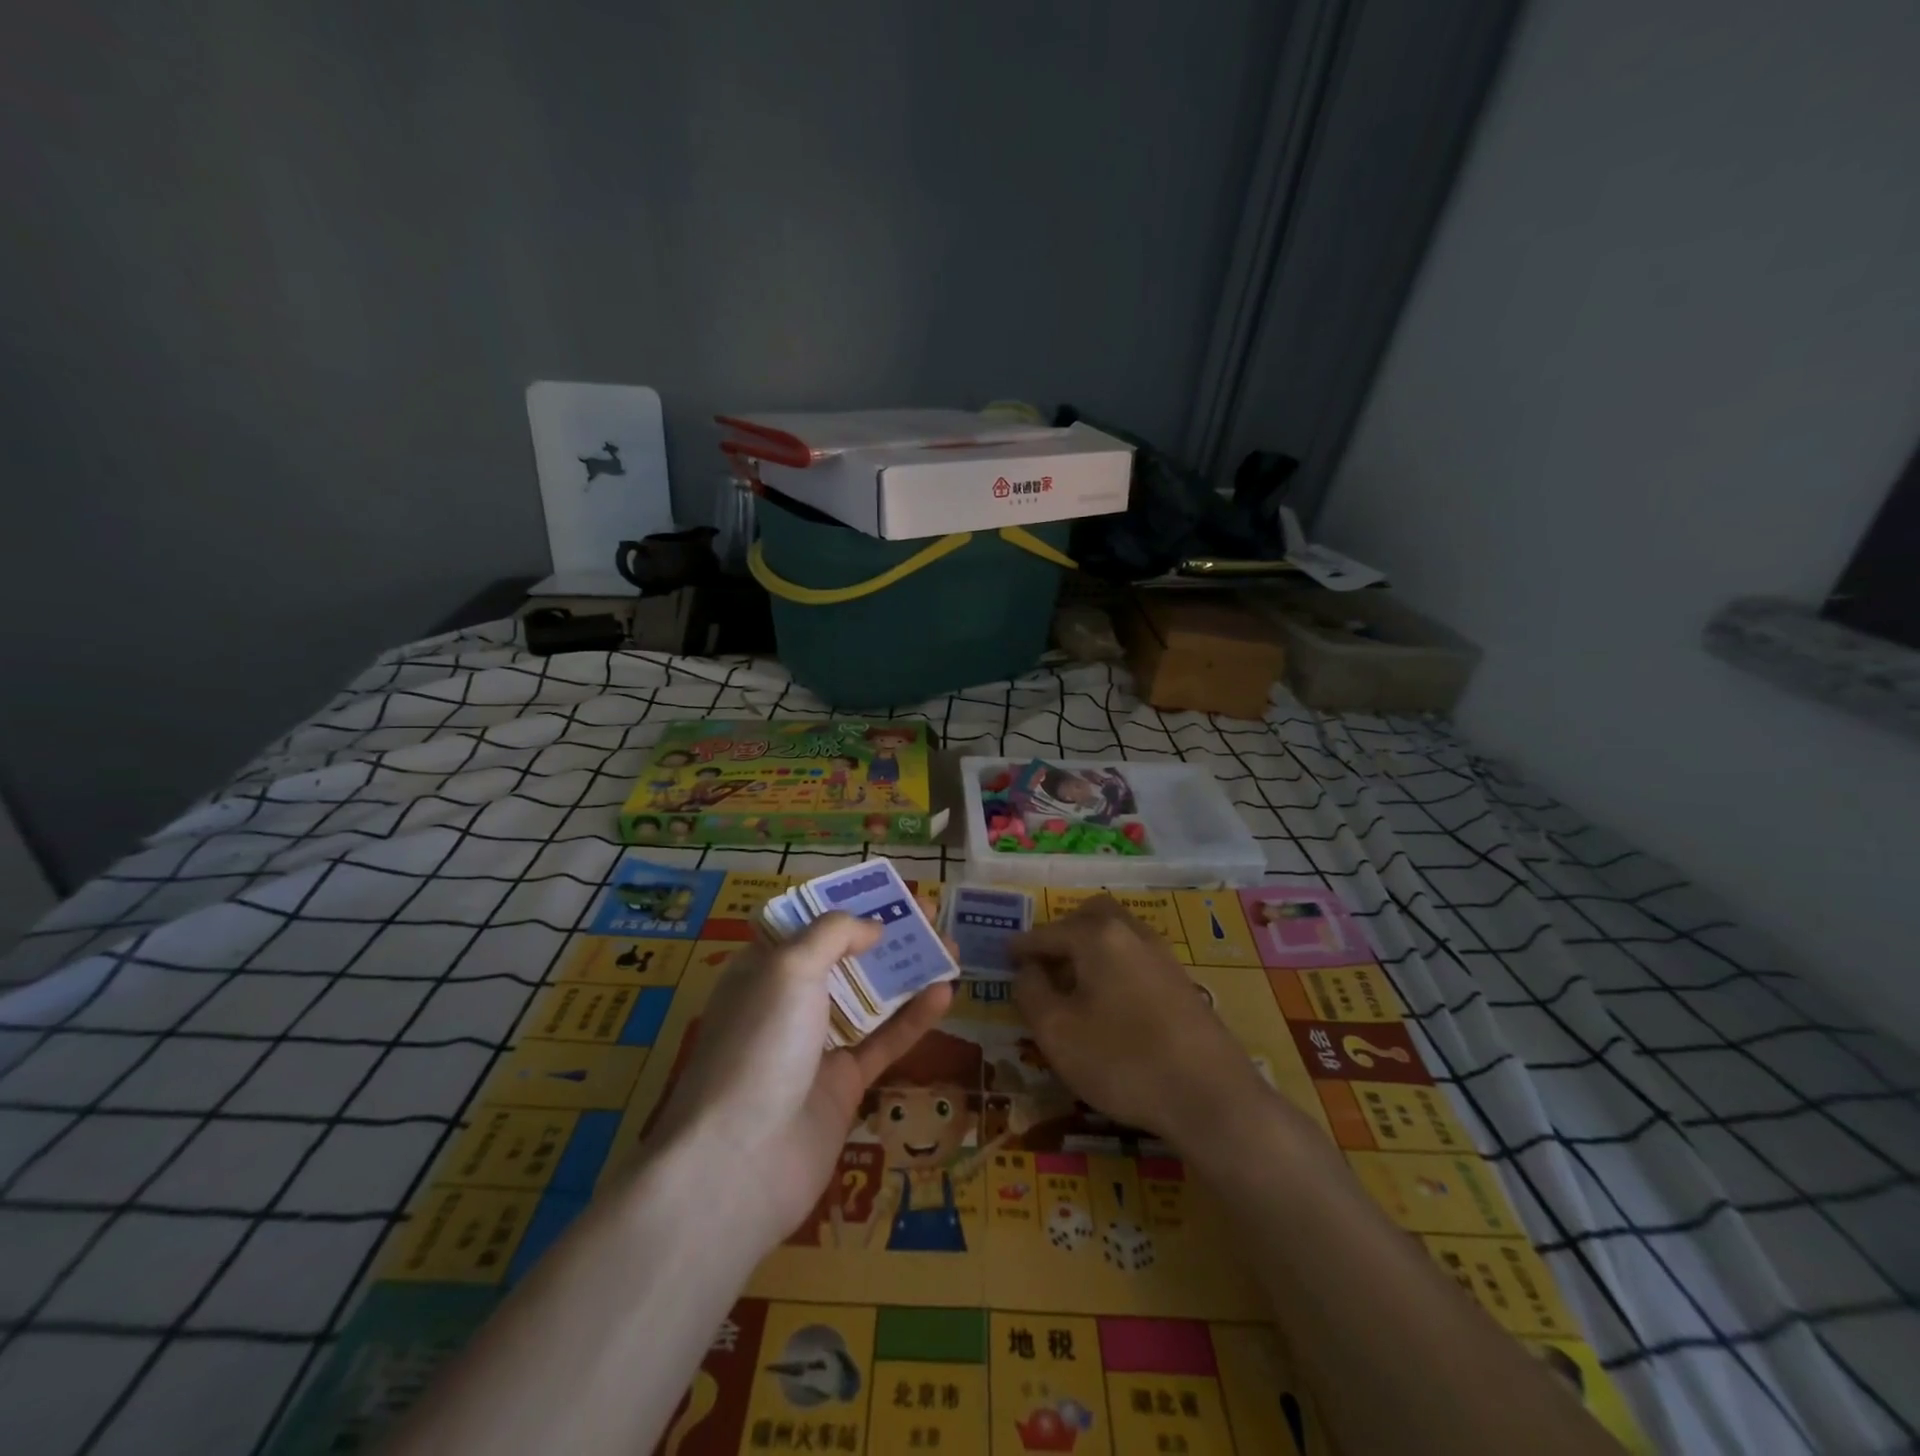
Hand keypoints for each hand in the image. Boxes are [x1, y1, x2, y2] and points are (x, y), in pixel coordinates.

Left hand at [649, 913, 951, 1250]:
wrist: (742, 1162)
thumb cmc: (760, 1044)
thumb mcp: (789, 967)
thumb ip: (834, 934)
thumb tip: (872, 928)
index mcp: (762, 969)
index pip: (807, 925)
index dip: (846, 905)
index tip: (885, 891)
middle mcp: (788, 1003)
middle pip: (845, 958)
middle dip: (886, 933)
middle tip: (931, 913)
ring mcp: (816, 1045)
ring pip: (870, 998)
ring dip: (908, 971)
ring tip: (951, 945)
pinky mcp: (843, 1085)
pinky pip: (883, 1041)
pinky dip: (912, 1018)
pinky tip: (945, 992)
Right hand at [1010, 896, 1273, 1148]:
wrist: (1211, 1096)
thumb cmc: (1122, 1060)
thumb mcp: (1057, 1032)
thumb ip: (1031, 993)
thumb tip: (1027, 970)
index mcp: (1097, 936)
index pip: (1048, 933)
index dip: (1022, 947)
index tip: (1005, 956)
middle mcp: (1131, 932)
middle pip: (1089, 917)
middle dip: (1062, 934)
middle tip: (1043, 965)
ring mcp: (1162, 955)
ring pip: (1116, 934)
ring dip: (1090, 948)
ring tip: (1073, 985)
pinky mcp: (1181, 981)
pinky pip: (1135, 957)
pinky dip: (1113, 965)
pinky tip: (1109, 1001)